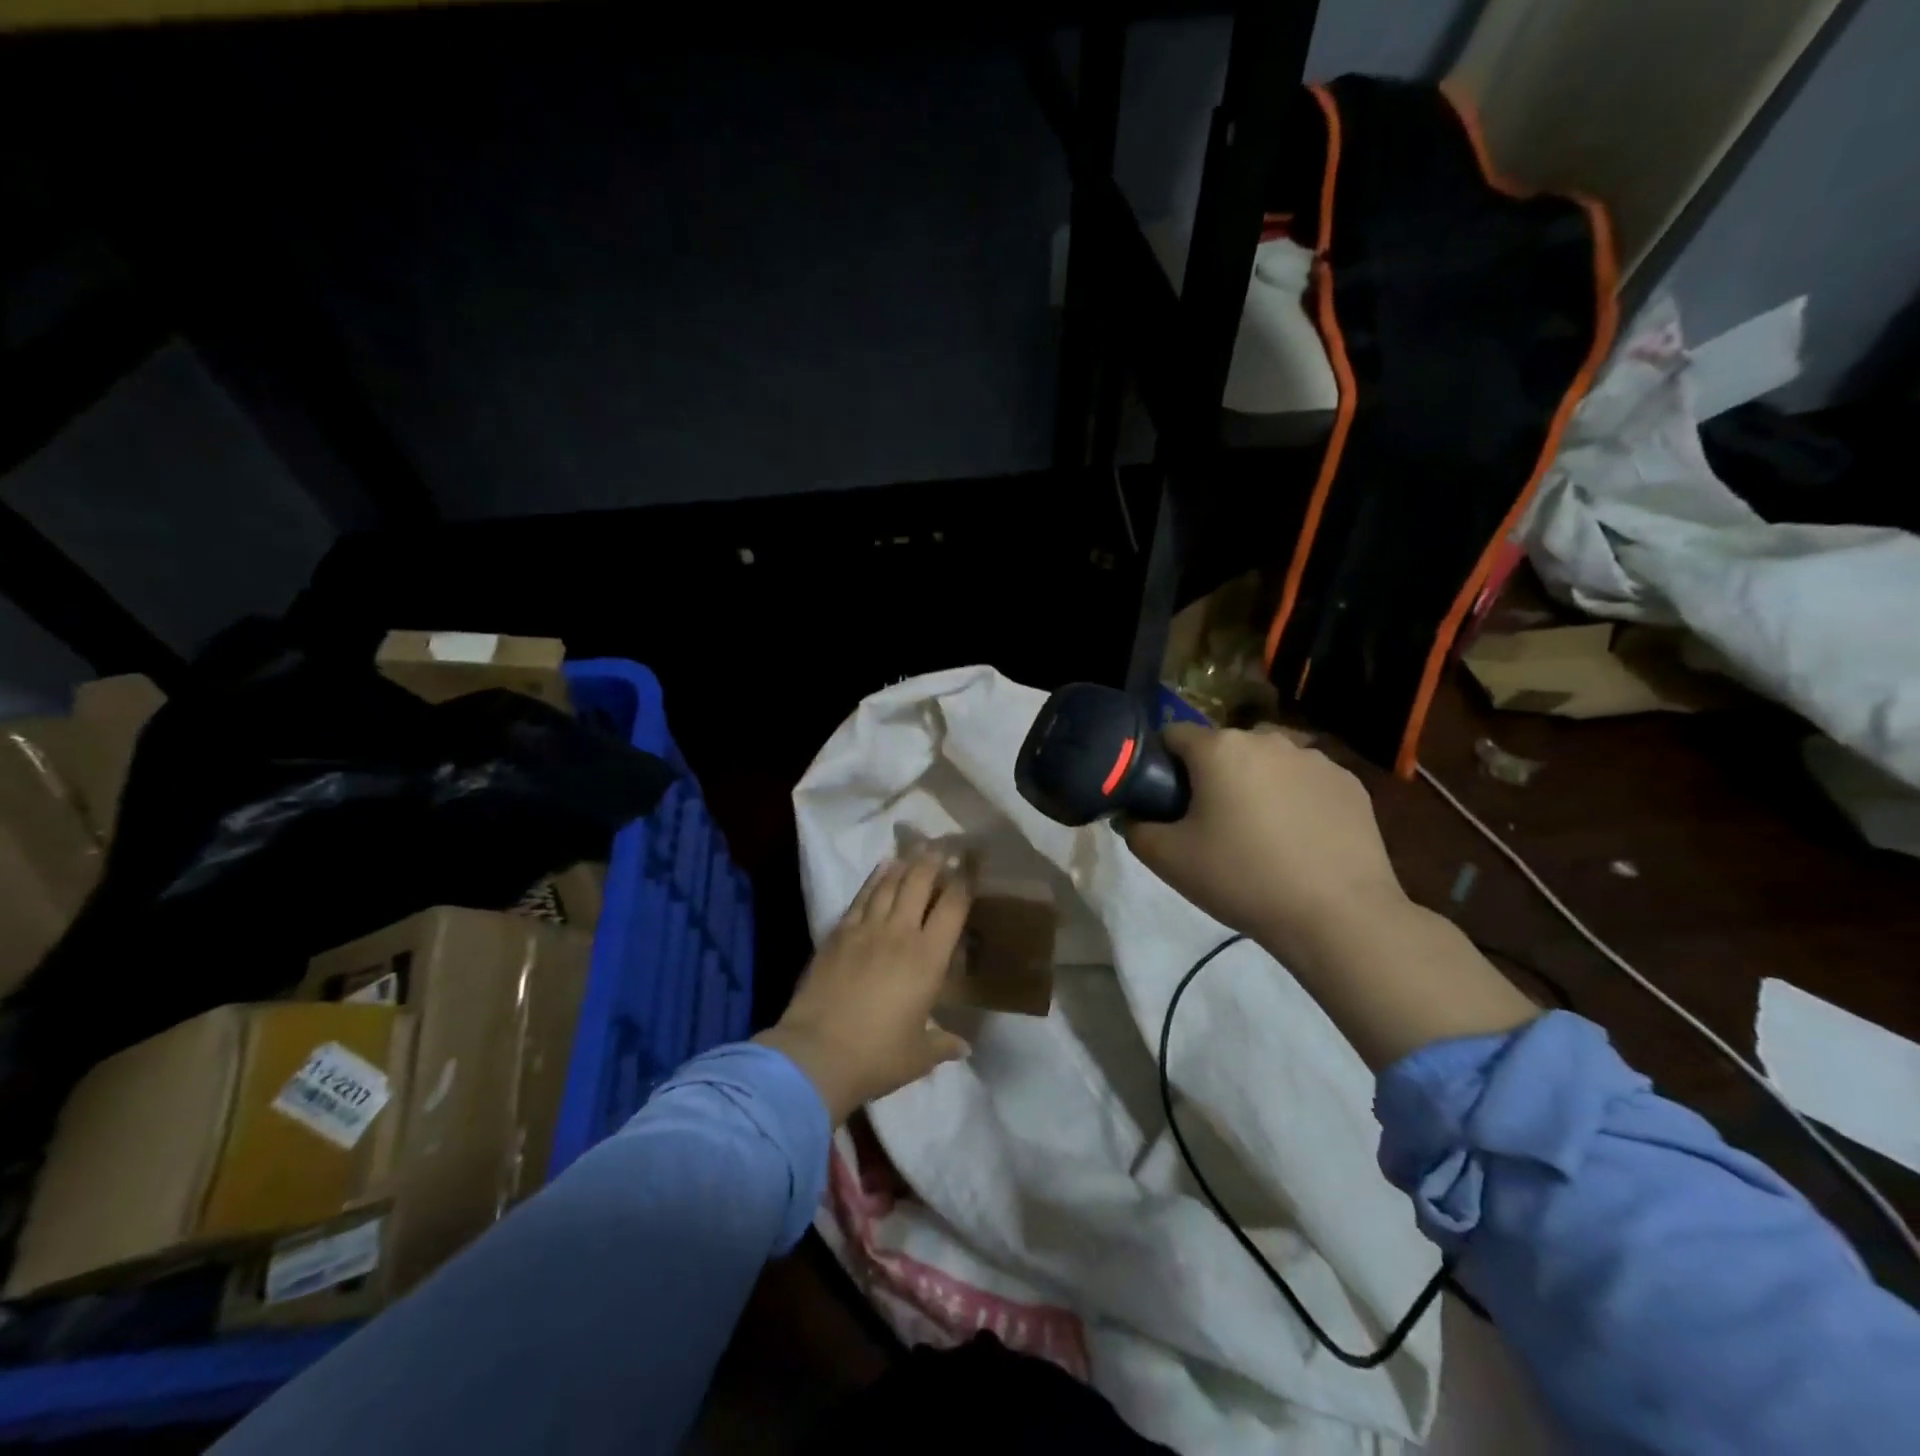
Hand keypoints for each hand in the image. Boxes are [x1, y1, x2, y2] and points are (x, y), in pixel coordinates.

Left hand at [755, 852, 971, 1123]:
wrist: (816, 1054)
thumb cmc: (876, 1056)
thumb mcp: (918, 1055)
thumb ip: (942, 1044)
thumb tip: (963, 1047)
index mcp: (929, 959)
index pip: (953, 907)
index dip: (964, 882)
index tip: (971, 864)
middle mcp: (900, 934)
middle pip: (920, 883)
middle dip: (934, 862)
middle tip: (943, 847)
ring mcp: (866, 930)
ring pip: (889, 884)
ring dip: (905, 864)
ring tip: (916, 849)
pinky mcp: (838, 934)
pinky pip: (861, 897)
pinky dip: (874, 879)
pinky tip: (881, 868)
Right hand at [1121, 723, 1409, 966]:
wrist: (1338, 916)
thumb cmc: (1242, 878)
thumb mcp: (1168, 860)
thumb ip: (1135, 828)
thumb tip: (1131, 814)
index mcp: (1219, 748)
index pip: (1173, 735)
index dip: (1160, 764)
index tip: (1164, 800)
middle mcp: (1267, 739)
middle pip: (1222, 748)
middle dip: (1210, 775)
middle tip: (1209, 824)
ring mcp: (1315, 758)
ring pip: (1266, 763)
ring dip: (1254, 785)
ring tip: (1259, 835)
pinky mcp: (1349, 783)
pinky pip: (1305, 781)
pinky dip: (1295, 799)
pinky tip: (1299, 840)